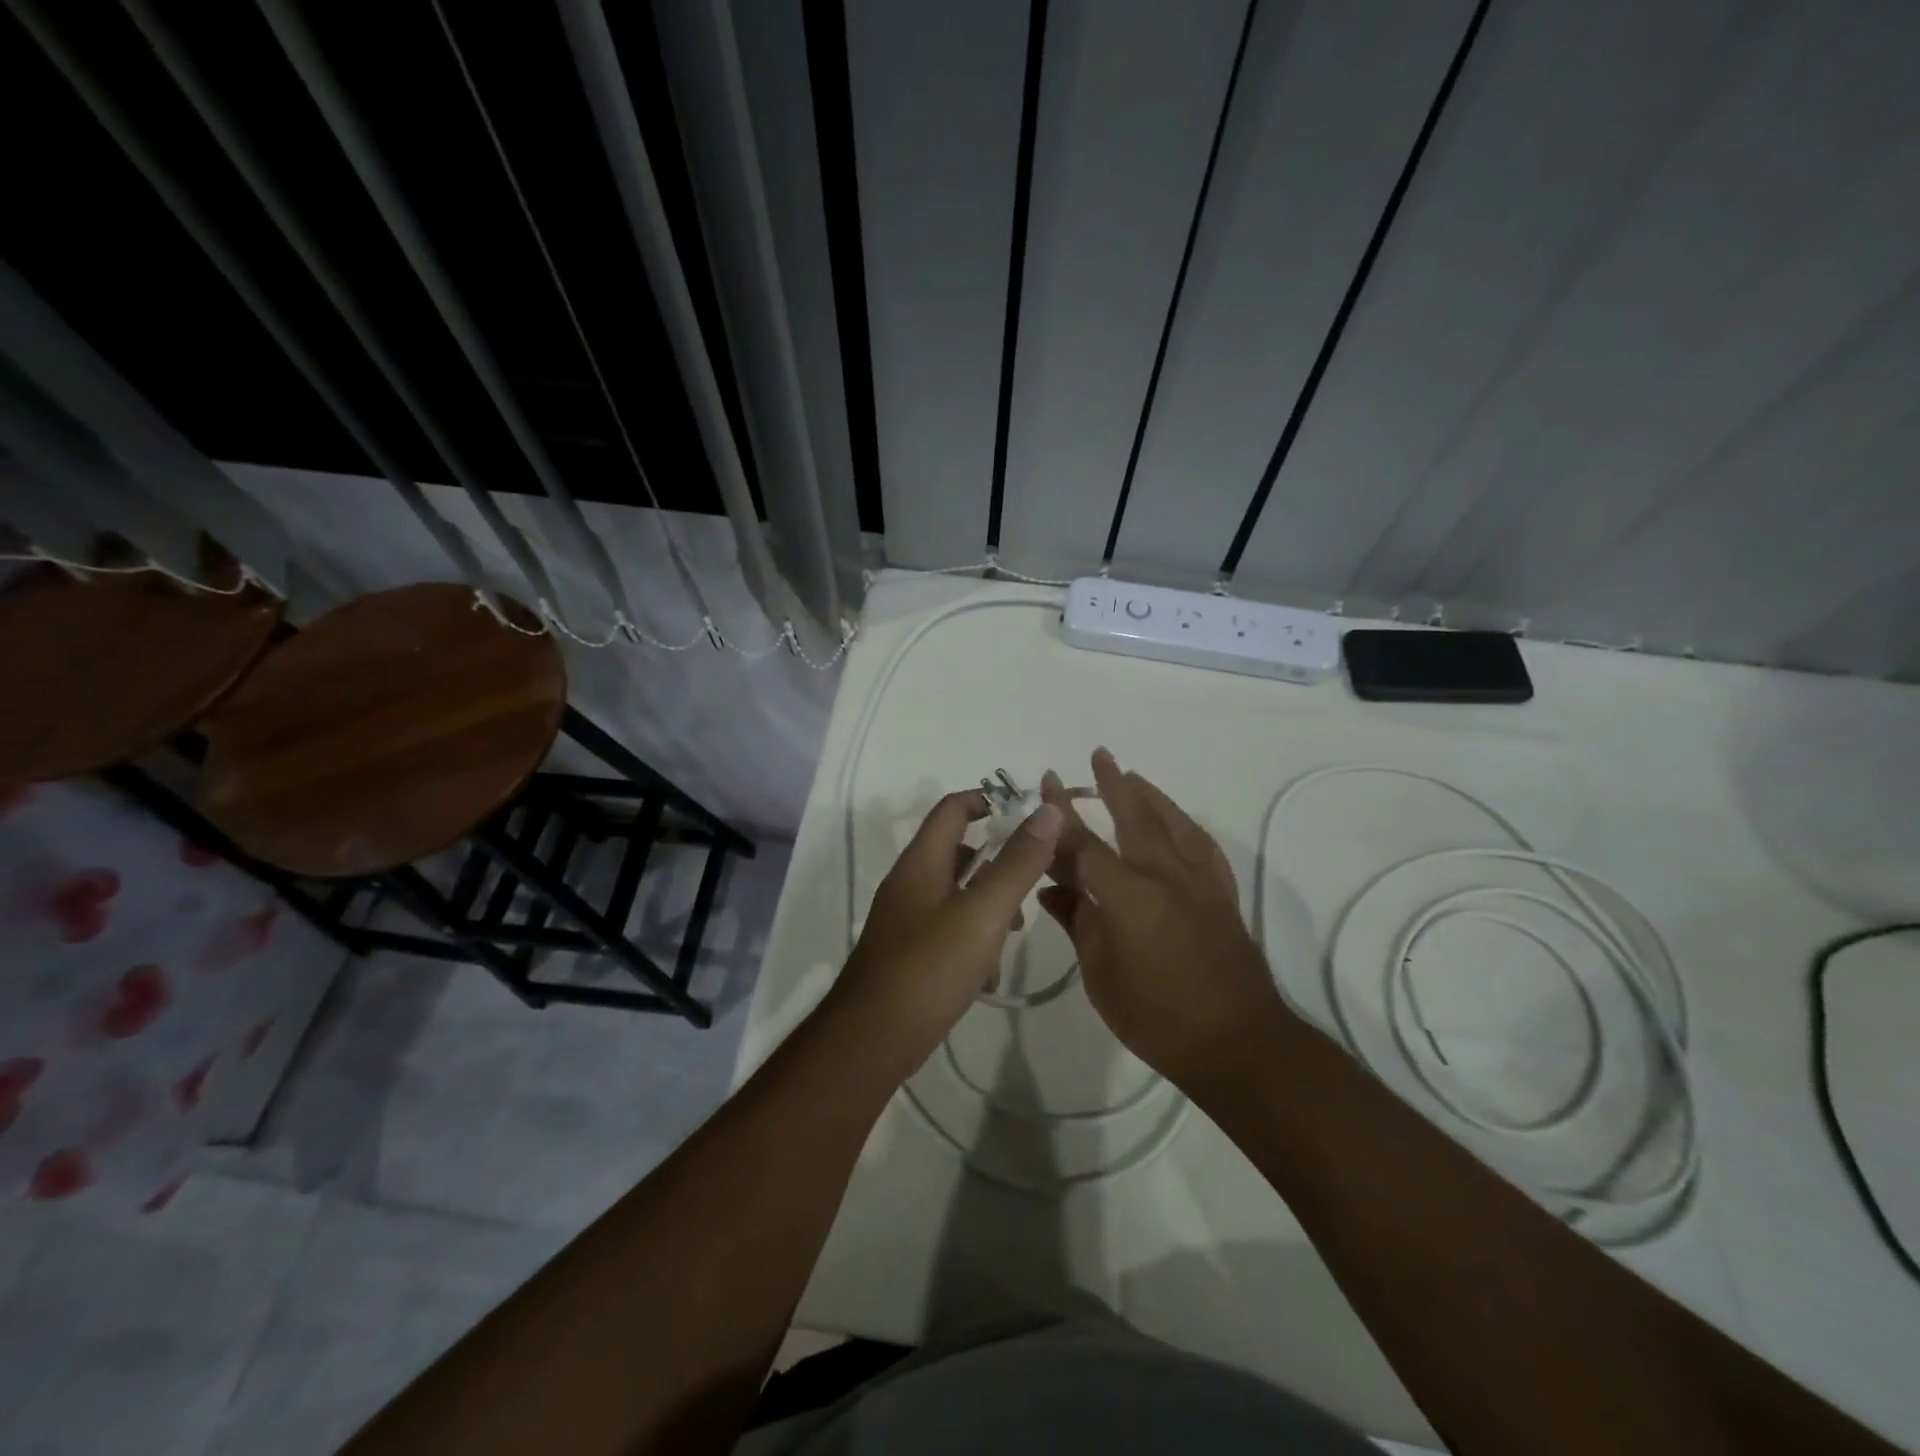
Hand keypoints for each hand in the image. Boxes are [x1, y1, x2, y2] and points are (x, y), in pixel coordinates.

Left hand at [828, 789, 1062, 1071]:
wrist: (872, 1041)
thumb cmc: (929, 968)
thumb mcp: (983, 912)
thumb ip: (1017, 863)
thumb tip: (1047, 811)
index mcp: (921, 862)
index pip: (953, 808)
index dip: (990, 801)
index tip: (1030, 819)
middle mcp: (909, 883)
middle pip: (958, 851)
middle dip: (998, 863)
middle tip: (1031, 885)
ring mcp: (905, 920)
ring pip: (957, 894)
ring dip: (989, 905)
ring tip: (1014, 933)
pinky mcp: (909, 953)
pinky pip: (948, 929)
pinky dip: (973, 939)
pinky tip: (988, 973)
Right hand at [1039, 749, 1289, 1093]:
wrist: (1238, 1041)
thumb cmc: (1157, 1016)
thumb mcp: (1101, 974)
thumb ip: (1078, 922)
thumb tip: (1052, 887)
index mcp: (1128, 894)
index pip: (1084, 843)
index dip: (1060, 814)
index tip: (1047, 783)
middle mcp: (1165, 874)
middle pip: (1134, 816)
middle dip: (1112, 783)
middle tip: (1099, 755)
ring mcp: (1199, 881)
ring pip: (1172, 822)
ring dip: (1150, 795)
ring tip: (1132, 777)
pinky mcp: (1222, 894)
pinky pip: (1201, 845)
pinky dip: (1183, 824)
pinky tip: (1176, 822)